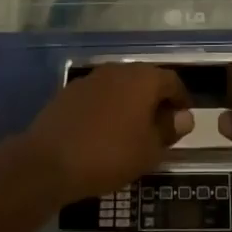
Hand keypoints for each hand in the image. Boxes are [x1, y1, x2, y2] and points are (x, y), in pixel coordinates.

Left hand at [15, 65, 193, 203]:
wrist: (48, 162)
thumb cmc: (109, 155)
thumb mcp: (149, 150)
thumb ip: (169, 130)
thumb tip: (183, 117)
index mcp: (143, 79)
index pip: (172, 81)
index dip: (181, 100)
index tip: (183, 120)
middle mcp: (118, 70)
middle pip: (145, 80)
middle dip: (156, 100)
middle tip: (160, 127)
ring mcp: (91, 78)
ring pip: (120, 86)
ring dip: (130, 103)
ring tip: (132, 131)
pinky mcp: (70, 91)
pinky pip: (99, 95)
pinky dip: (108, 108)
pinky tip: (104, 131)